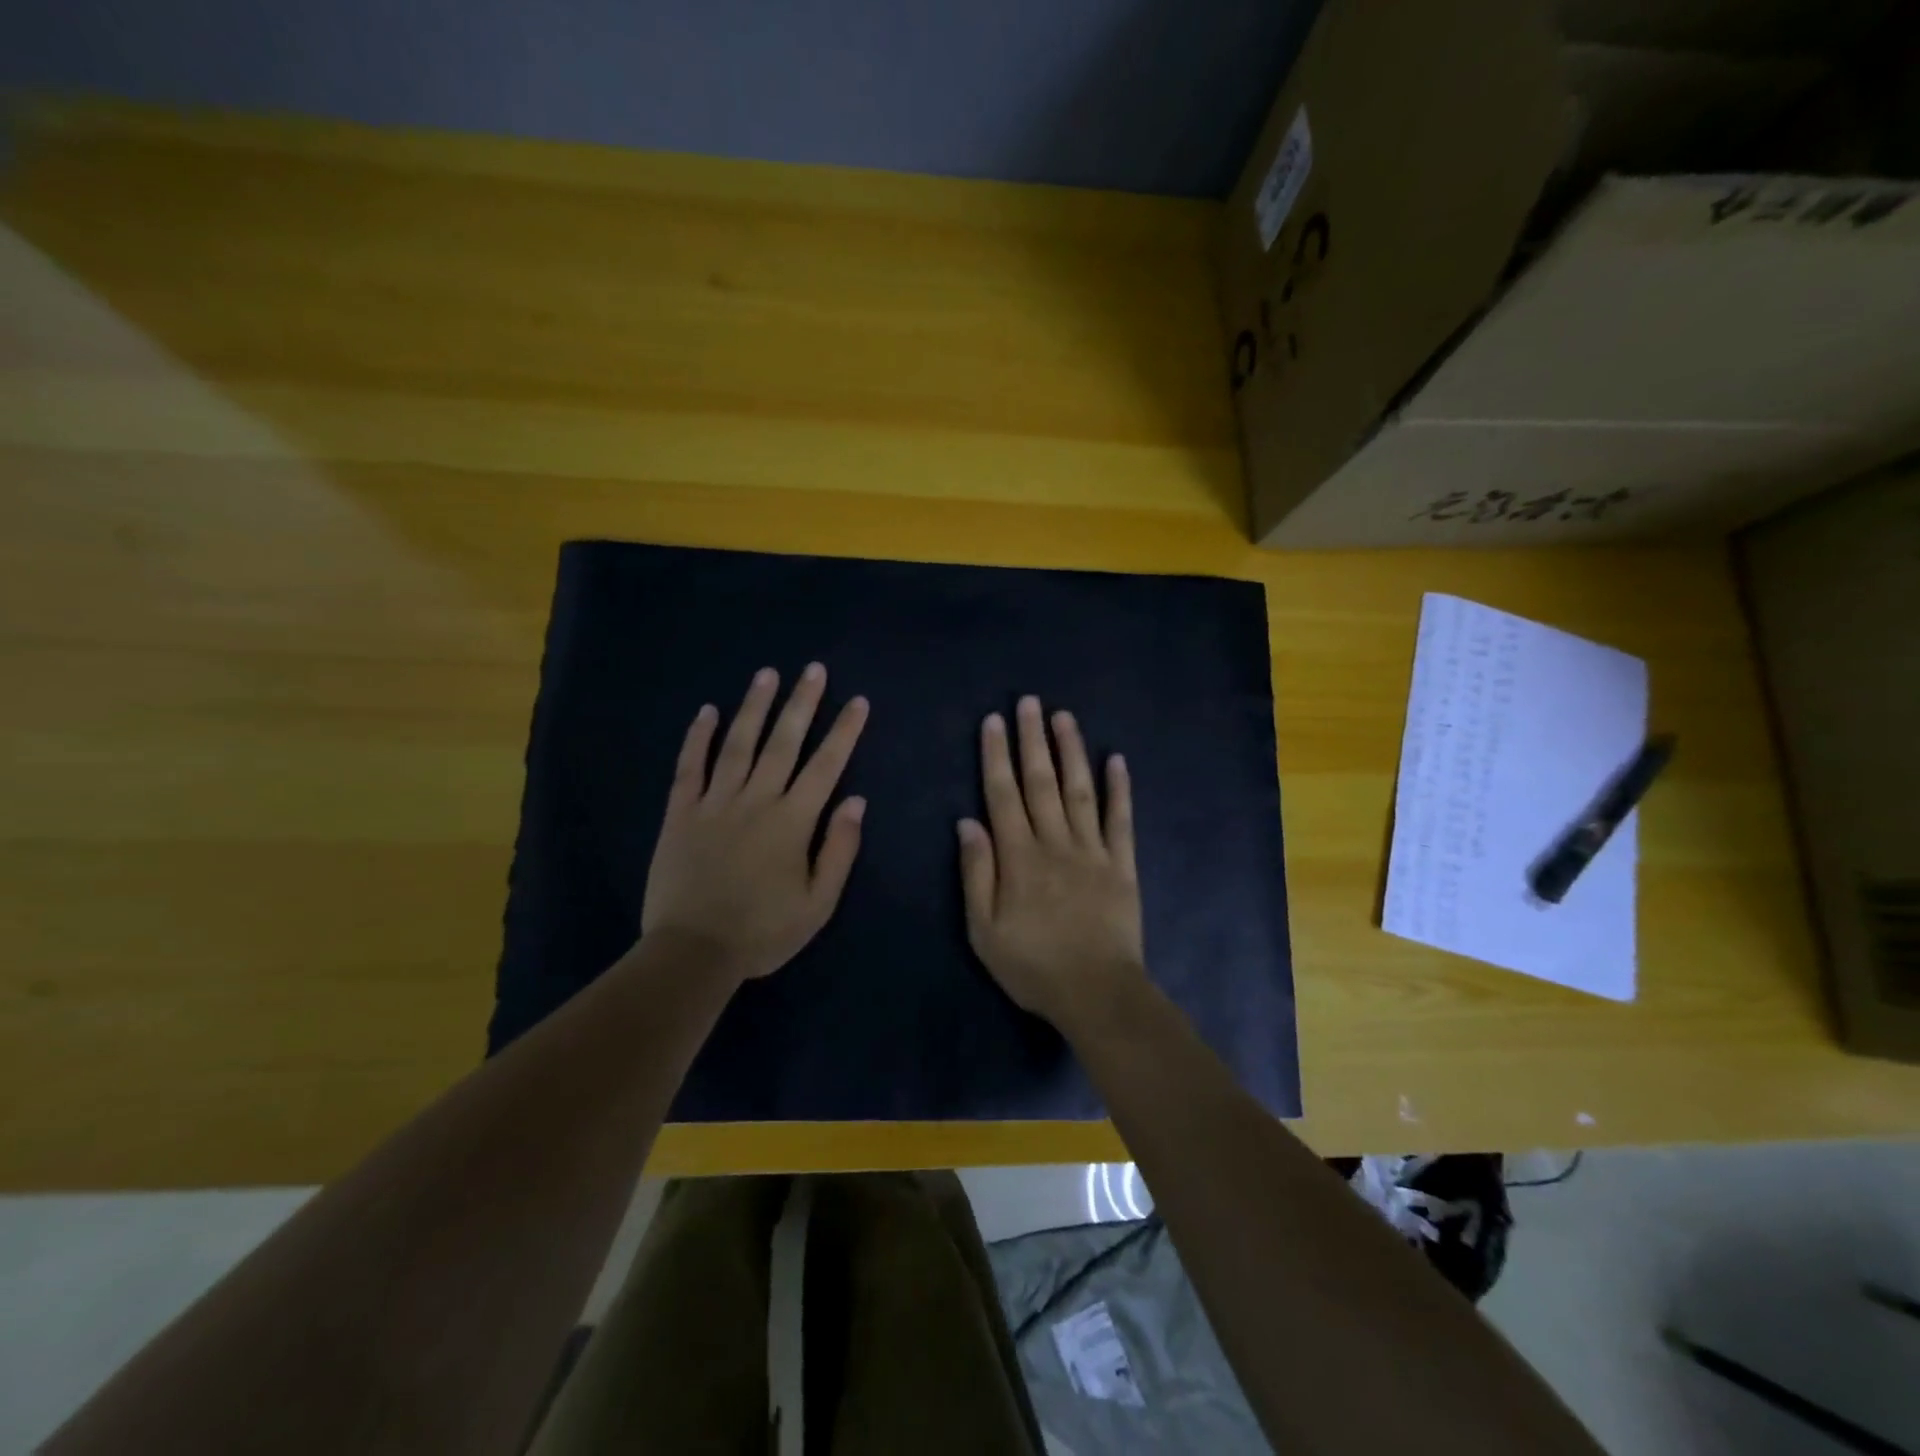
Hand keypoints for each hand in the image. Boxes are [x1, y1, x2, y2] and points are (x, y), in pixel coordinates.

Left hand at [642, 664, 868, 983]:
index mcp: (792, 821)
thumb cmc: (763, 931)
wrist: (693, 953)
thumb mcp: (818, 903)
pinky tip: (705, 711)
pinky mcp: (681, 814)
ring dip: (754, 707)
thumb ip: (839, 849)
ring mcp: (715, 803)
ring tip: (766, 674)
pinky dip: (697, 738)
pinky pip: (689, 768)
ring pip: (738, 744)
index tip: (857, 701)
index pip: (825, 766)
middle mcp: (756, 800)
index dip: (844, 731)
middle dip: (801, 703)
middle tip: (813, 669)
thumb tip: (856, 801)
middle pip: (783, 743)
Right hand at [958, 696, 1146, 1027]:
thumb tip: (967, 822)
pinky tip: (1117, 759)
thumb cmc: (1033, 966)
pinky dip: (1120, 789)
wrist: (1097, 993)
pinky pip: (1121, 820)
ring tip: (1064, 717)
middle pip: (1041, 782)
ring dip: (1071, 751)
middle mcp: (1056, 842)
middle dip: (1032, 739)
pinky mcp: (1122, 864)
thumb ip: (976, 873)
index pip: (1003, 795)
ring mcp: (1093, 851)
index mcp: (1019, 857)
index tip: (994, 721)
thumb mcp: (984, 930)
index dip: (997, 756)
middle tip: (1030, 702)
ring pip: (1080, 790)